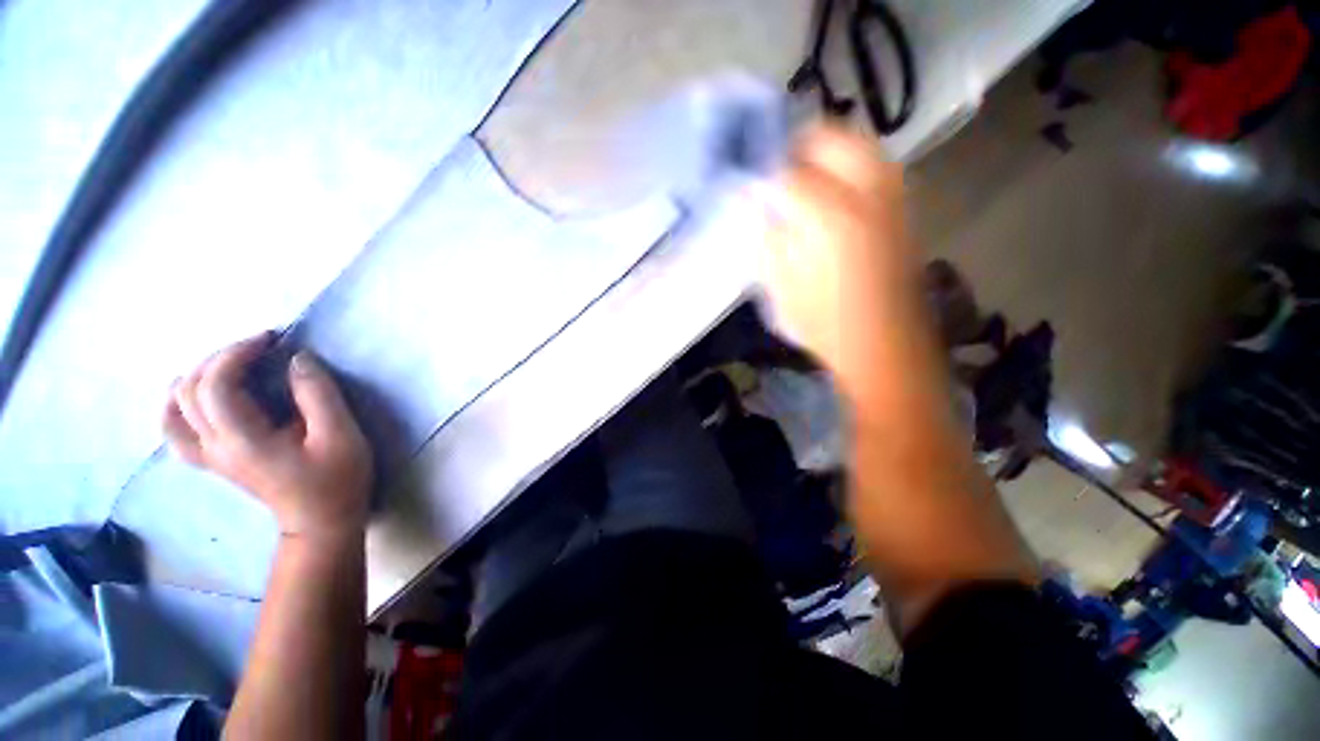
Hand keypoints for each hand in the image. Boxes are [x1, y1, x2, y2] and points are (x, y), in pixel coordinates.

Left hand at [163, 333, 372, 541]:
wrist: (322, 521)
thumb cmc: (336, 478)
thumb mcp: (339, 435)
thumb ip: (317, 395)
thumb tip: (298, 359)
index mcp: (243, 440)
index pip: (216, 385)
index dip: (237, 353)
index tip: (272, 338)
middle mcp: (214, 447)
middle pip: (190, 390)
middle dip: (220, 358)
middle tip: (259, 348)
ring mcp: (208, 456)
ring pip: (174, 407)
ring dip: (198, 376)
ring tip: (230, 364)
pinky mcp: (212, 461)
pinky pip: (175, 428)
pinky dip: (180, 403)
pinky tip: (198, 395)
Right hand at [761, 123, 922, 406]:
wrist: (883, 347)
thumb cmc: (824, 325)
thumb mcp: (781, 287)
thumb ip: (767, 237)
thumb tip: (755, 201)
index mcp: (829, 220)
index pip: (788, 172)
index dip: (763, 171)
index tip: (747, 179)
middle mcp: (867, 196)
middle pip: (835, 138)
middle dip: (800, 144)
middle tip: (777, 167)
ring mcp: (892, 200)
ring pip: (861, 146)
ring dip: (828, 151)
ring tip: (803, 175)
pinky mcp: (903, 211)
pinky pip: (876, 167)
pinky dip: (849, 165)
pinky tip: (831, 193)